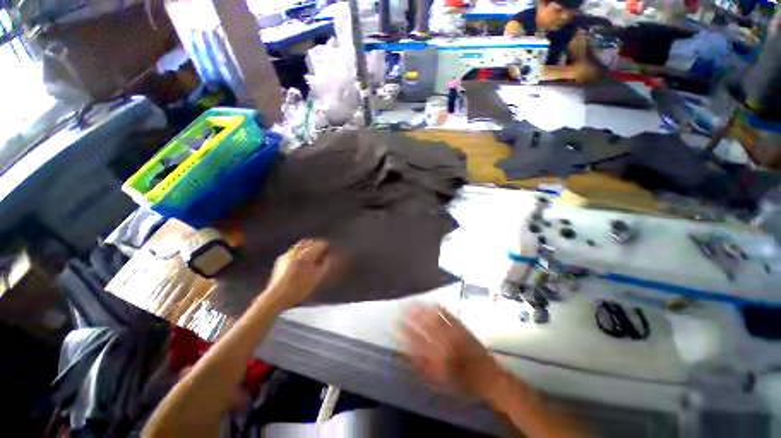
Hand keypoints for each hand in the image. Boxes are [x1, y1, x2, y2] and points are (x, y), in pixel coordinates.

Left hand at [265, 239, 339, 308]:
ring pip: (301, 244)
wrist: (278, 296)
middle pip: (310, 241)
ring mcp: (288, 254)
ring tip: (312, 256)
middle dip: (317, 245)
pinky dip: (299, 252)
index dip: (327, 247)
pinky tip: (301, 261)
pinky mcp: (281, 259)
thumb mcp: (318, 277)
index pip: (321, 243)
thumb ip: (326, 264)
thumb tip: (329, 256)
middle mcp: (297, 251)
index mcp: (307, 255)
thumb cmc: (300, 288)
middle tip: (322, 253)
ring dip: (308, 247)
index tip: (330, 252)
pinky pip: (293, 250)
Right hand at [399, 305, 504, 399]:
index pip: (416, 341)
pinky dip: (440, 308)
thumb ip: (423, 367)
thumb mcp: (440, 381)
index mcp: (437, 358)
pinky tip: (433, 302)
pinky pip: (450, 316)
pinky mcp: (463, 328)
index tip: (395, 323)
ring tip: (413, 301)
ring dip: (424, 309)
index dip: (405, 331)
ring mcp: (454, 334)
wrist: (488, 377)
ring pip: (435, 319)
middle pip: (425, 326)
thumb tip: (408, 354)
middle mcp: (445, 344)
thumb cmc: (462, 383)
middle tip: (402, 307)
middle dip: (412, 315)